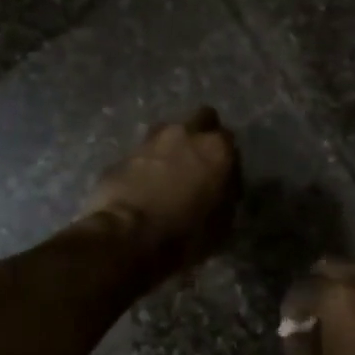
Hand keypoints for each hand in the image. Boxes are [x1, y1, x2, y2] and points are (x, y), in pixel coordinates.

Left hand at [81, 108, 240, 281]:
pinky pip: (143, 152)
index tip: (223, 178)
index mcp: (216, 148)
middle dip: (202, 134)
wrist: (127, 236)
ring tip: (169, 172)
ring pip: (169, 130)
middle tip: (199, 162)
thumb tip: (222, 189)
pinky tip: (144, 184)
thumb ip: (226, 196)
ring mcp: (151, 140)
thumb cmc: (185, 234)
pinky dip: (147, 163)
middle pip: (202, 118)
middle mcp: (186, 134)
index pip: (230, 140)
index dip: (227, 159)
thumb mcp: (222, 224)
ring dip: (172, 145)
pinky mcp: (124, 153)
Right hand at [278, 260, 354, 354]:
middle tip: (311, 314)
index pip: (299, 289)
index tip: (289, 328)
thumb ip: (294, 347)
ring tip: (336, 318)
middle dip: (313, 287)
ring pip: (354, 273)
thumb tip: (294, 330)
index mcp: (334, 296)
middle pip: (327, 267)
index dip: (289, 309)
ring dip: (340, 288)